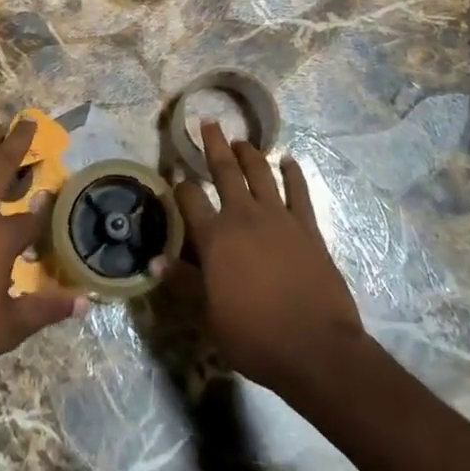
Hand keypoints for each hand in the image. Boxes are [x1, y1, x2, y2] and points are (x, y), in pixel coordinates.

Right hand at [173, 122, 365, 395]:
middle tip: (208, 123)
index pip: (189, 199)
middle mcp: (243, 216)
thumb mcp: (209, 315)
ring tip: (242, 141)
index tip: (174, 176)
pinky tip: (289, 161)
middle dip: (214, 145)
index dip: (179, 185)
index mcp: (214, 237)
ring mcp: (278, 218)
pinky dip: (293, 174)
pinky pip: (298, 191)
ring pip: (261, 173)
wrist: (315, 348)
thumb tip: (154, 261)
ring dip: (250, 153)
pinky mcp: (307, 227)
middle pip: (225, 171)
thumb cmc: (254, 336)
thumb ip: (184, 282)